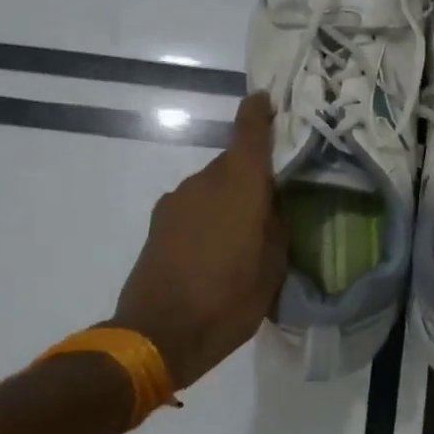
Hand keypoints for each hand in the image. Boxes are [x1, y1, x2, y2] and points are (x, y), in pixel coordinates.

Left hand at [112, 94, 287, 389]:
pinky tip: (215, 248)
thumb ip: (276, 227)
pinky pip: (194, 205)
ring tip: (243, 234)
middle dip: (252, 175)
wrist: (157, 334)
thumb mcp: (272, 269)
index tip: (265, 99)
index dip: (258, 113)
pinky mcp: (159, 222)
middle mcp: (205, 182)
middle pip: (233, 163)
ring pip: (212, 185)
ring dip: (229, 199)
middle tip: (273, 201)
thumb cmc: (227, 302)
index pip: (249, 134)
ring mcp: (177, 201)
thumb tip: (272, 206)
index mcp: (240, 188)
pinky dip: (209, 215)